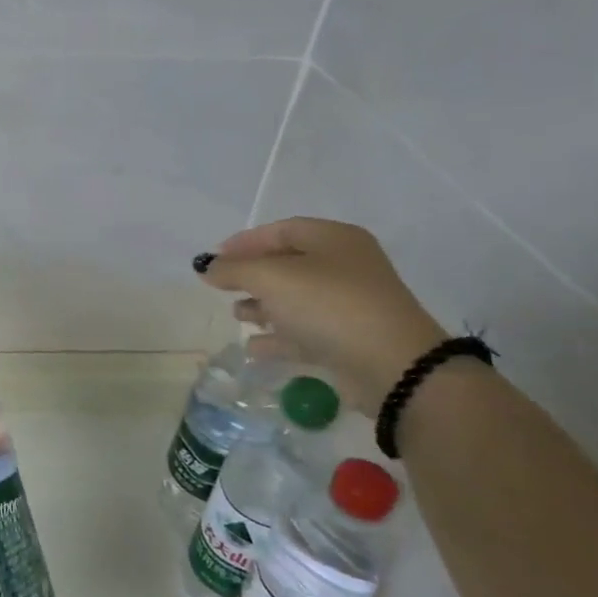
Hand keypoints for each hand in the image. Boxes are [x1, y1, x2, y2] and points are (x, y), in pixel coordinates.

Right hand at [198, 217, 448, 414]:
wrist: (391, 366)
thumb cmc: (328, 305)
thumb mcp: (271, 278)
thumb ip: (233, 270)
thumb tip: (206, 267)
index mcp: (334, 240)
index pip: (281, 230)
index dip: (244, 242)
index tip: (214, 258)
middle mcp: (345, 267)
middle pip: (288, 264)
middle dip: (252, 276)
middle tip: (222, 287)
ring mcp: (349, 305)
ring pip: (296, 299)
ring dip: (262, 306)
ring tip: (236, 316)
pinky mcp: (349, 340)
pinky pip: (305, 332)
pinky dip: (278, 337)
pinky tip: (253, 347)